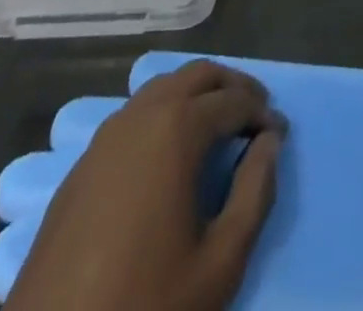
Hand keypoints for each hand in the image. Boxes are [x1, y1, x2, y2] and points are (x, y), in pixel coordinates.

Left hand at [6, 60, 285, 310]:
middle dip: (232, 87)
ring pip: (163, 88)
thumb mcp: (220, 263)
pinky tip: (171, 154)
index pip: (234, 101)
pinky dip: (164, 115)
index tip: (280, 135)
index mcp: (177, 128)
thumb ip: (255, 192)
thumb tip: (270, 143)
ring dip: (197, 96)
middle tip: (255, 116)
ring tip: (218, 129)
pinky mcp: (82, 165)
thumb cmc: (144, 306)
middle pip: (198, 74)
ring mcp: (105, 137)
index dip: (263, 114)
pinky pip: (134, 116)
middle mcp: (141, 116)